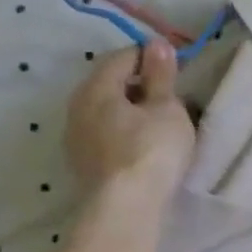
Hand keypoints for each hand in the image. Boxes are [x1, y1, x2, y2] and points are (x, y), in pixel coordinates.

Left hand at [65, 39, 196, 207]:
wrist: (126, 207)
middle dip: (139, 84)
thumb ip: (161, 76)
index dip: (150, 56)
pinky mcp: (82, 162)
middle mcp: (77, 107)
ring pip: (106, 110)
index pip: (122, 58)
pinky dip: (124, 129)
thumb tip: (157, 44)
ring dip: (131, 109)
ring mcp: (76, 137)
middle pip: (109, 84)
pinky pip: (104, 132)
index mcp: (96, 88)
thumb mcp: (166, 108)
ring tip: (160, 121)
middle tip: (171, 95)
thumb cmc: (151, 149)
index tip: (176, 67)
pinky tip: (144, 143)